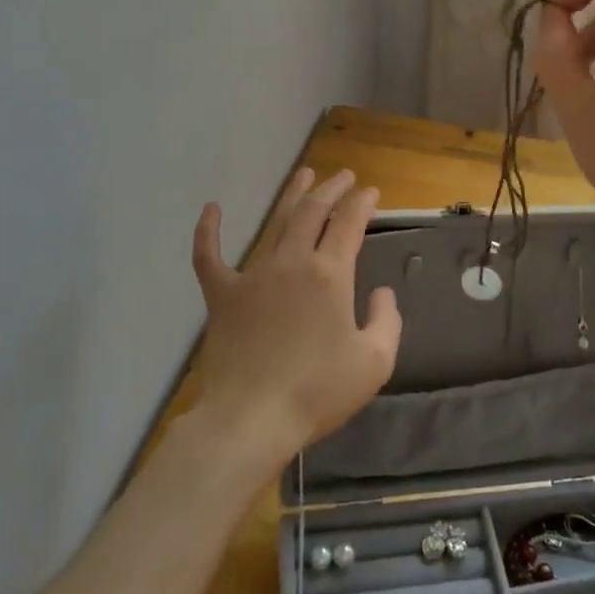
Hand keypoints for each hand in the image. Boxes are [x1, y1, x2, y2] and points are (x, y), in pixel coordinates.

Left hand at [187, 168, 401, 472]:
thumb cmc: (318, 392)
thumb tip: (381, 293)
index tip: (370, 192)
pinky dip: (208, 231)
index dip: (362, 203)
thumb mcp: (374, 362)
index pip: (349, 223)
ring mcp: (254, 275)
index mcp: (330, 275)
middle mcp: (292, 263)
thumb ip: (386, 321)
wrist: (252, 419)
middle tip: (344, 176)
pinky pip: (209, 256)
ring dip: (293, 196)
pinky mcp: (222, 295)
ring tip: (304, 174)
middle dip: (332, 189)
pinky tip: (211, 208)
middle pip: (314, 212)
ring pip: (276, 222)